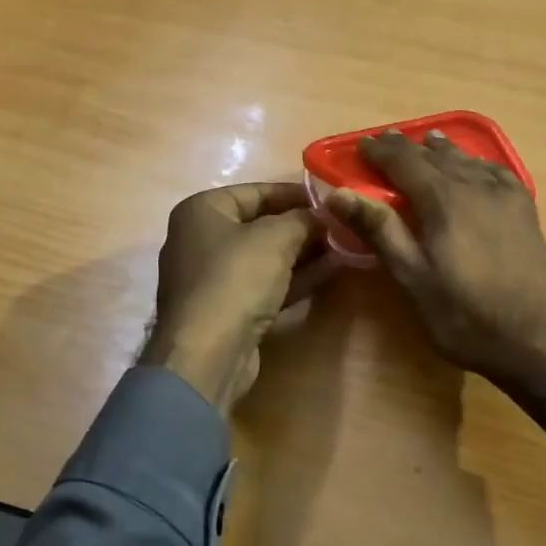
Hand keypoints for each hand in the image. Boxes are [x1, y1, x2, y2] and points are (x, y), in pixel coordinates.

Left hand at [139, 182, 331, 411]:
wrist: (207, 354)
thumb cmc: (236, 278)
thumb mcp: (276, 237)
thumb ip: (302, 219)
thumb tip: (322, 215)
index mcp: (202, 210)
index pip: (256, 191)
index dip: (295, 193)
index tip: (331, 199)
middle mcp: (201, 238)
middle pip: (260, 224)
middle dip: (302, 225)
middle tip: (341, 224)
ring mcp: (213, 277)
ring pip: (265, 256)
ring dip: (303, 252)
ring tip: (344, 245)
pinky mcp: (227, 309)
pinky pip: (265, 283)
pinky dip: (294, 277)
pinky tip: (330, 270)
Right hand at [325, 130, 545, 421]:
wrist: (540, 341)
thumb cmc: (466, 316)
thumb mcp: (414, 279)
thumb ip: (380, 231)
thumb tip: (340, 193)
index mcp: (444, 200)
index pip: (405, 161)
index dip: (380, 151)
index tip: (361, 145)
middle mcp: (475, 187)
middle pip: (436, 156)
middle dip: (408, 147)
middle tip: (386, 141)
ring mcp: (506, 197)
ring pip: (468, 160)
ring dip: (443, 150)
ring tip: (429, 141)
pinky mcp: (527, 212)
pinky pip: (498, 173)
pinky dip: (479, 163)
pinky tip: (478, 167)